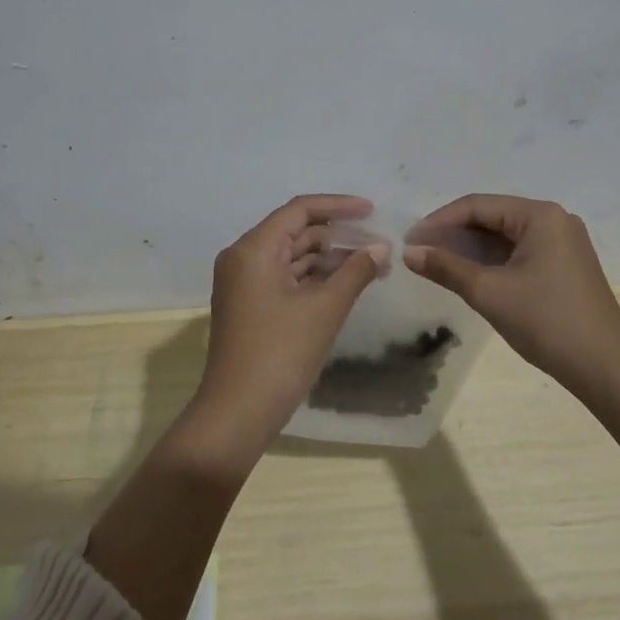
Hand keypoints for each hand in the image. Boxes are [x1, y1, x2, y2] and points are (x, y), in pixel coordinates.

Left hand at [179, 194, 385, 470]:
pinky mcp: (250, 306)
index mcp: (253, 249)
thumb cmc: (280, 353)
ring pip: (293, 257)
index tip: (372, 211)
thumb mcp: (324, 309)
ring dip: (330, 260)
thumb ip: (355, 272)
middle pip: (296, 232)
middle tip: (379, 245)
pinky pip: (286, 279)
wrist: (238, 412)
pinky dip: (315, 279)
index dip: (338, 207)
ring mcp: (244, 284)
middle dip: (338, 237)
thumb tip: (381, 248)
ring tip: (373, 266)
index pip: (299, 211)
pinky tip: (347, 285)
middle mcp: (243, 258)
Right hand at [402, 194, 619, 391]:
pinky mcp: (564, 266)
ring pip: (504, 237)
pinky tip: (467, 275)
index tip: (409, 241)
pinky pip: (518, 253)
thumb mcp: (489, 292)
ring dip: (470, 249)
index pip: (478, 205)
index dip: (439, 221)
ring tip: (435, 264)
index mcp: (540, 216)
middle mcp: (554, 220)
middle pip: (492, 217)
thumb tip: (408, 253)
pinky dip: (491, 261)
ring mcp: (562, 244)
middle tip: (418, 252)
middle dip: (453, 234)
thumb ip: (446, 267)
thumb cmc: (546, 321)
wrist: (606, 368)